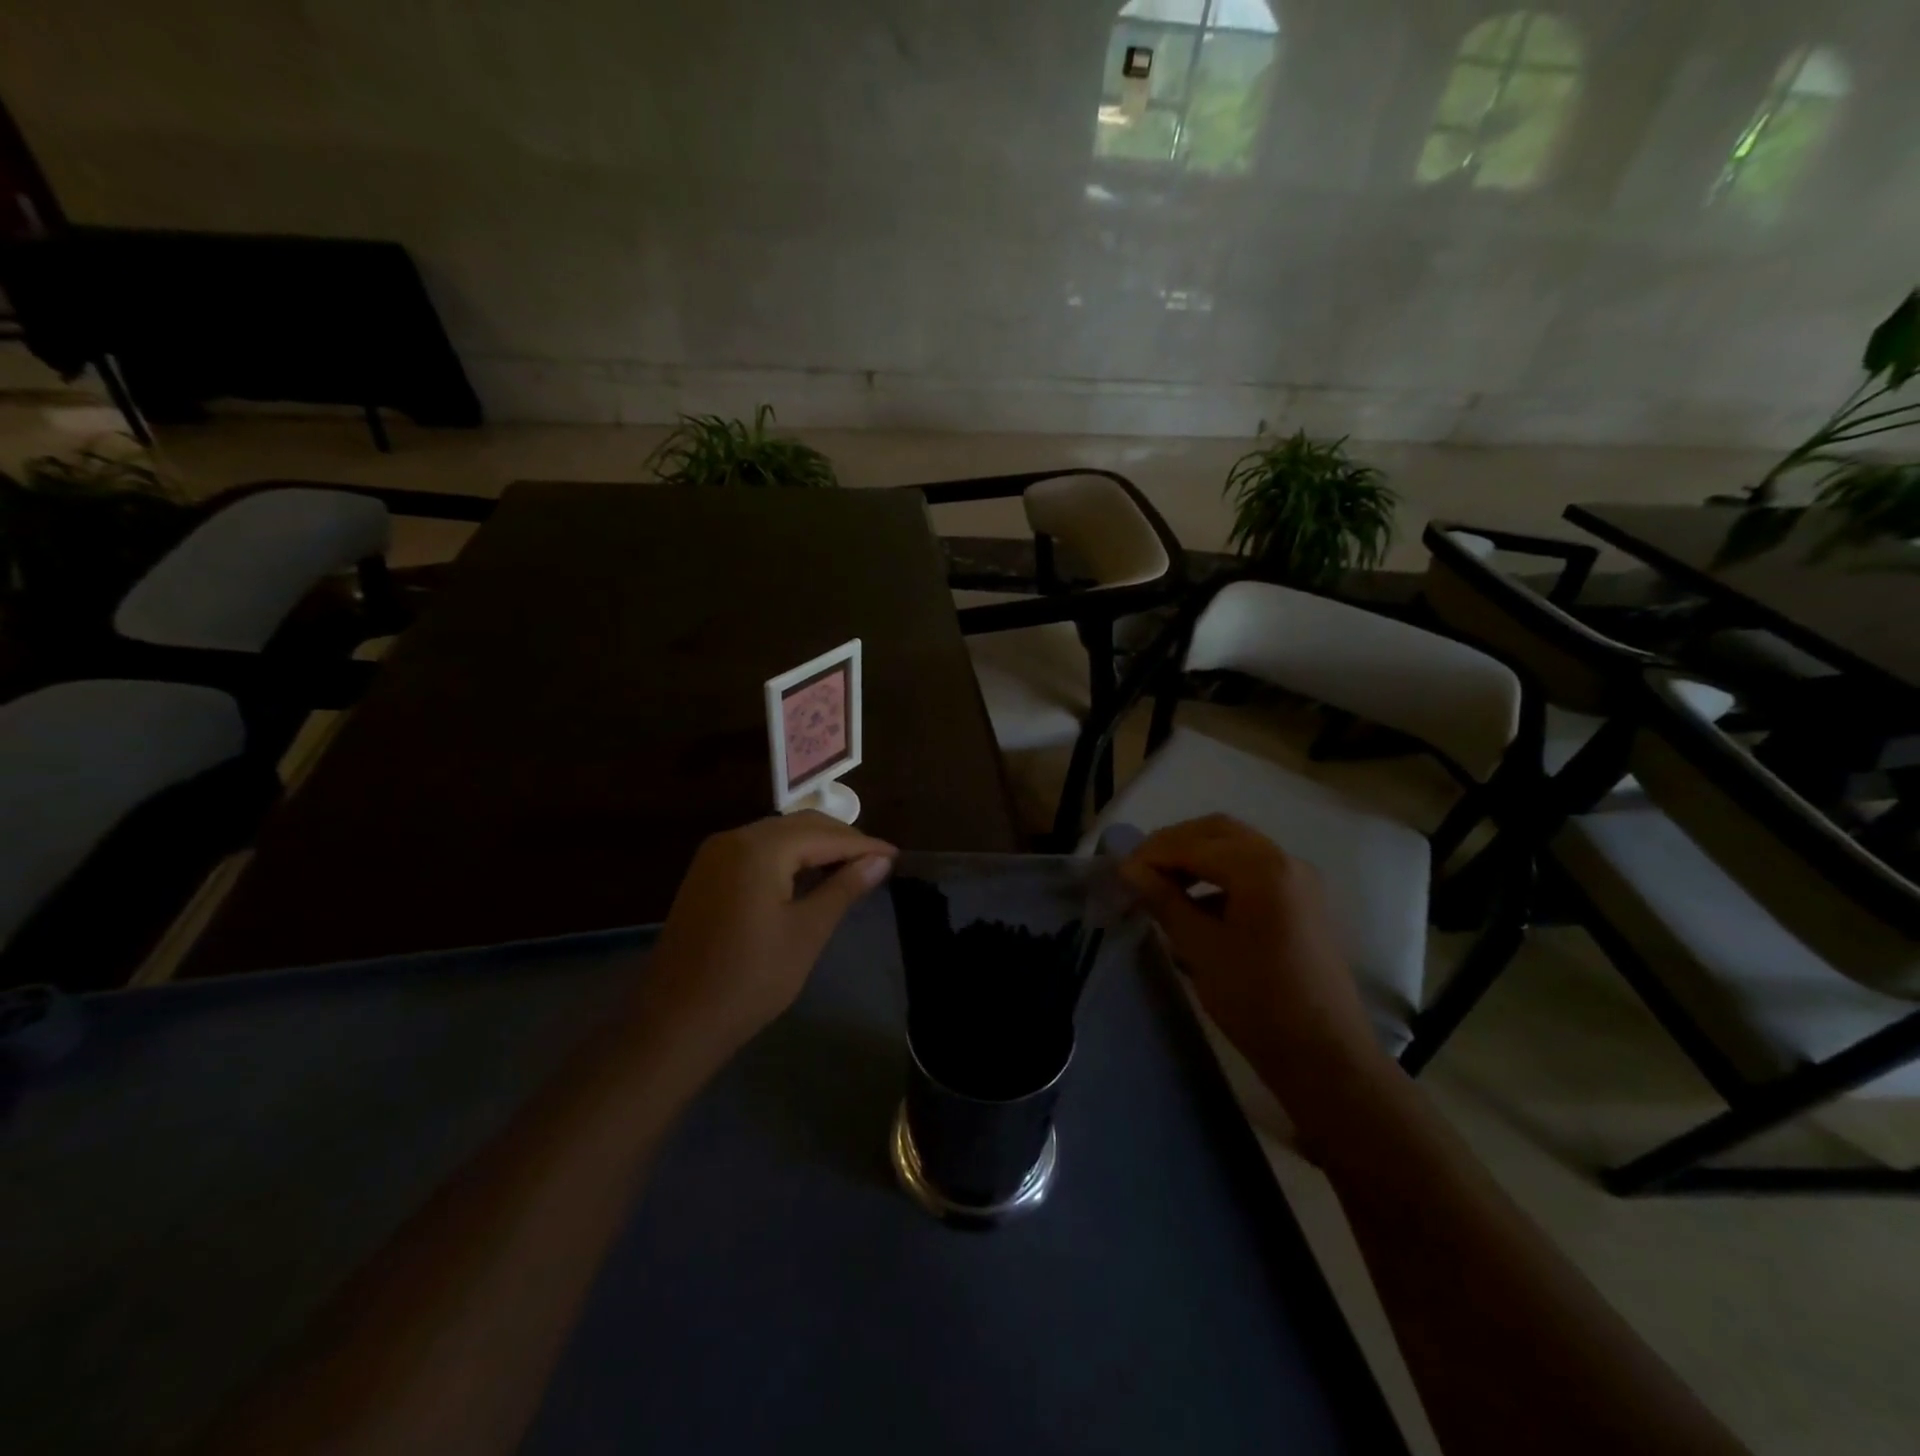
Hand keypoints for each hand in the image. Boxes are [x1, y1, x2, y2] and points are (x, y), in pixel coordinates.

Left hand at [637, 813, 896, 1066]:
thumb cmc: (750, 979)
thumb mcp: (807, 932)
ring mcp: (715, 855)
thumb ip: (844, 887)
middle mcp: (734, 838)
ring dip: (815, 847)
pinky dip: (789, 858)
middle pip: (800, 826)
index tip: (896, 856)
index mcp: (759, 848)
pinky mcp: (707, 874)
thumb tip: (881, 860)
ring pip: (778, 836)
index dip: (863, 845)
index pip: (824, 835)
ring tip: (851, 869)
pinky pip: (758, 851)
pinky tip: (810, 877)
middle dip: (841, 841)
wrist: (675, 1022)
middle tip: (877, 862)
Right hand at [1119, 815, 1385, 1098]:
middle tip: (1139, 870)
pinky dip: (1220, 873)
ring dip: (1196, 856)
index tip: (1120, 873)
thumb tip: (1129, 869)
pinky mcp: (1301, 901)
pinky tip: (1195, 902)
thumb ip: (1164, 899)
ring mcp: (1298, 880)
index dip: (1152, 853)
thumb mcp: (1201, 948)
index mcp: (1261, 868)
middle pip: (1217, 832)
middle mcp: (1285, 860)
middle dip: (1174, 845)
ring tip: (1161, 884)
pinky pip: (1253, 869)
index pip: (1193, 843)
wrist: (1324, 1056)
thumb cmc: (1257, 1000)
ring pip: (1236, 847)